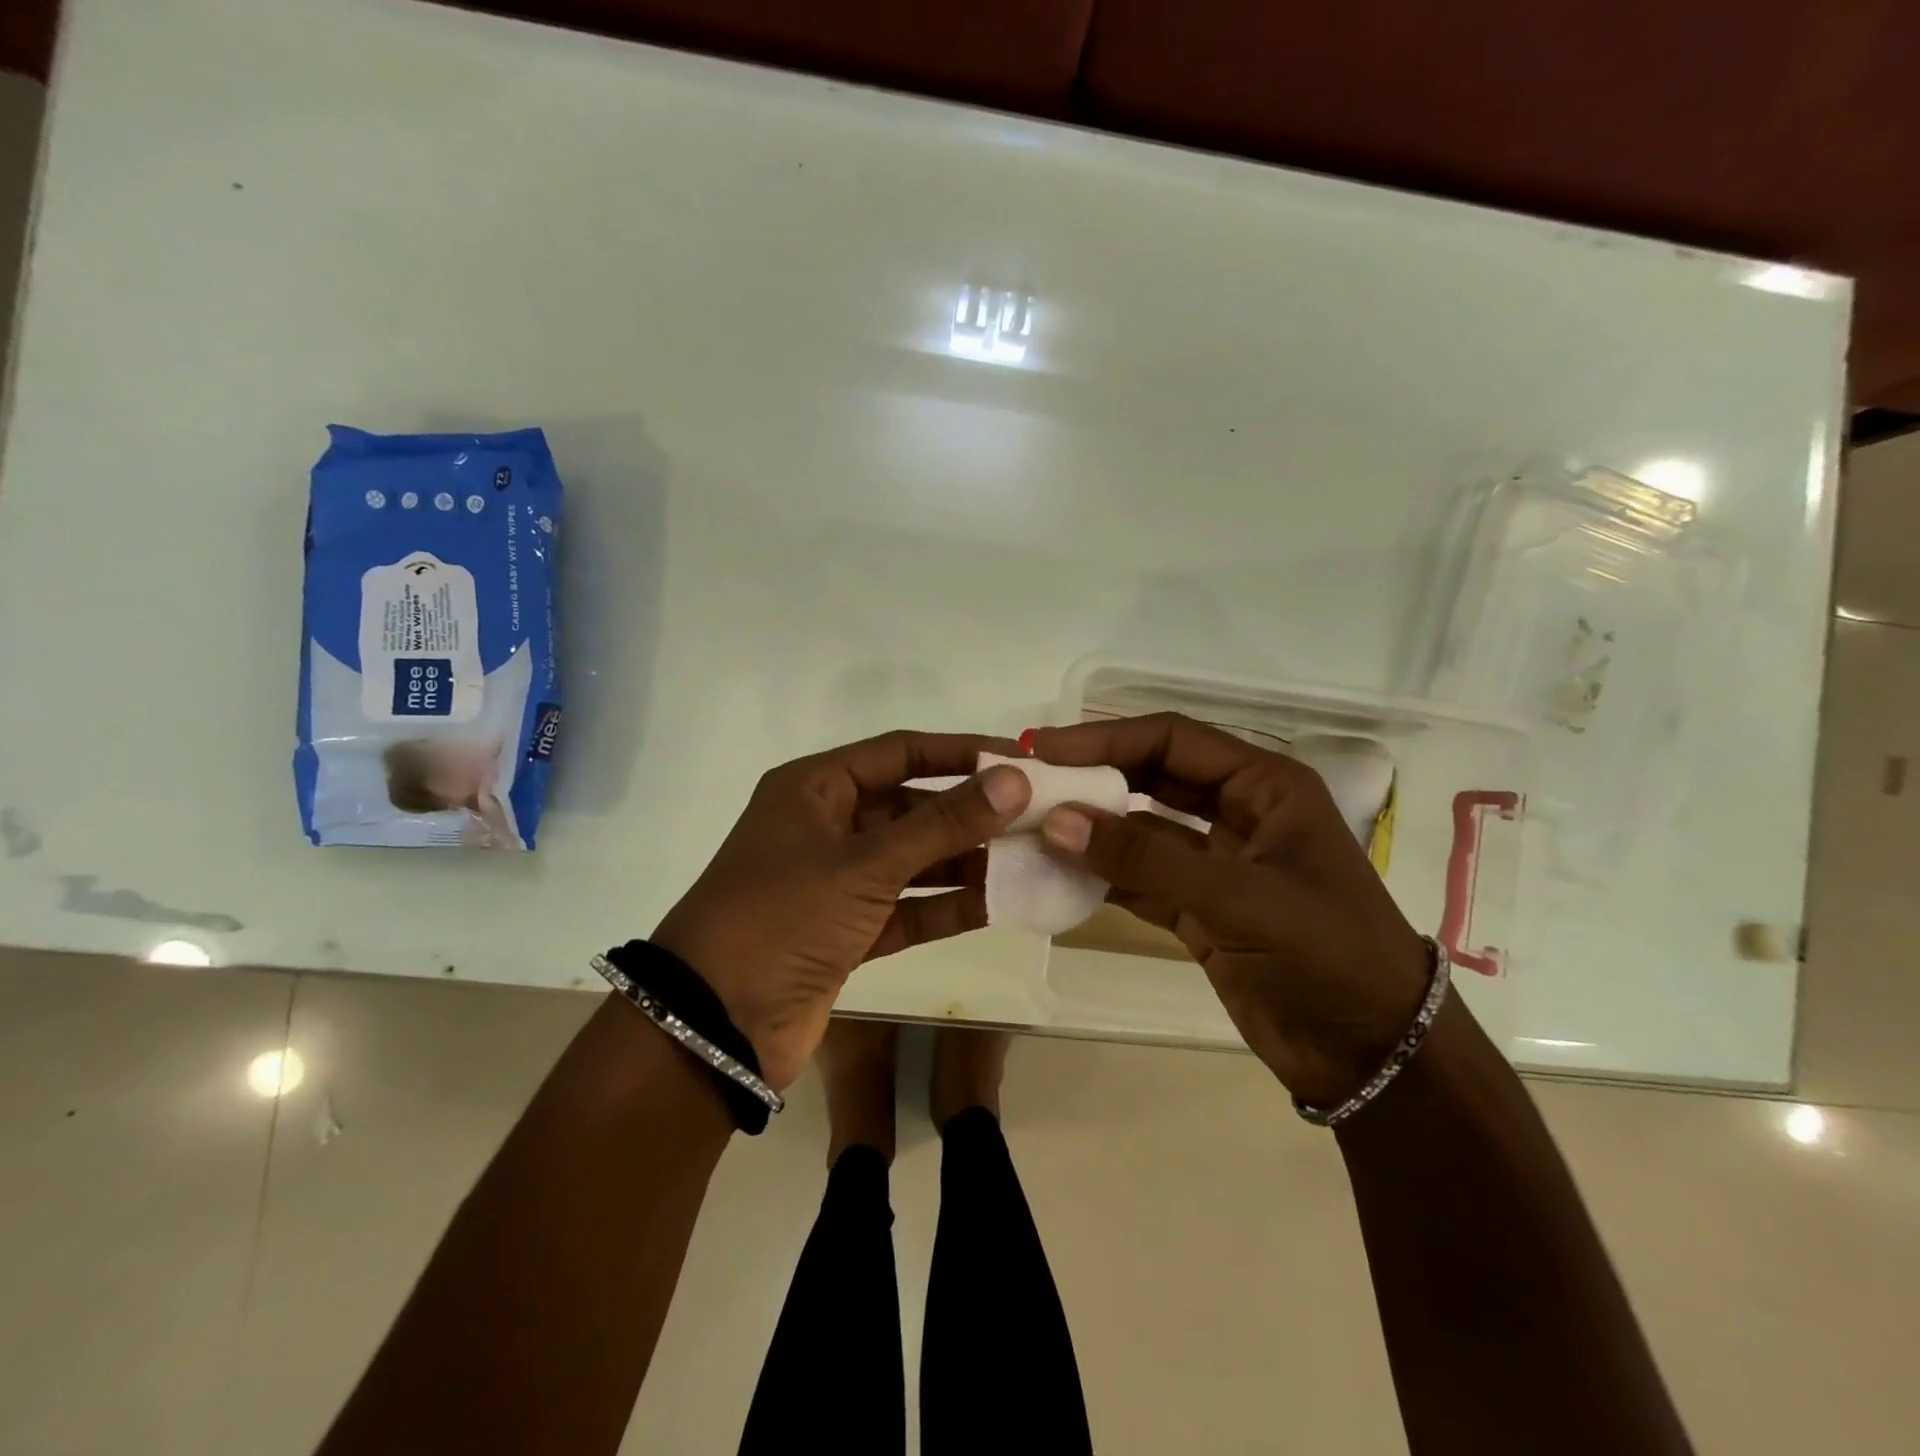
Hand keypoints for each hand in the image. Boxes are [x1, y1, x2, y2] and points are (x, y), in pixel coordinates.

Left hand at [652, 731, 1031, 1089]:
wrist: (713, 1027)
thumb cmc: (782, 918)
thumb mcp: (866, 864)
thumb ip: (942, 823)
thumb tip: (1013, 781)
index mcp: (815, 789)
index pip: (900, 752)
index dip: (960, 753)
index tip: (1018, 760)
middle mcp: (826, 827)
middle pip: (911, 807)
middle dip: (969, 813)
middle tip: (1035, 817)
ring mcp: (835, 883)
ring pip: (912, 860)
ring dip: (964, 861)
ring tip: (1028, 860)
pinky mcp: (846, 933)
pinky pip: (906, 909)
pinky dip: (945, 908)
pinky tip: (997, 905)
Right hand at [1027, 713, 1430, 1106]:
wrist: (1373, 1056)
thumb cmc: (1327, 954)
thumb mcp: (1240, 898)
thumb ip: (1145, 859)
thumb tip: (1056, 821)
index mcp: (1264, 786)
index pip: (1172, 740)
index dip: (1106, 738)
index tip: (1044, 748)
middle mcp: (1239, 813)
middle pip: (1152, 777)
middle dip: (1094, 777)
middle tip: (1029, 783)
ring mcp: (1217, 864)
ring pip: (1141, 830)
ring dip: (1092, 830)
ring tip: (1030, 828)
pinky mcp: (1200, 910)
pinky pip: (1140, 879)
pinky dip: (1102, 877)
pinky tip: (1059, 877)